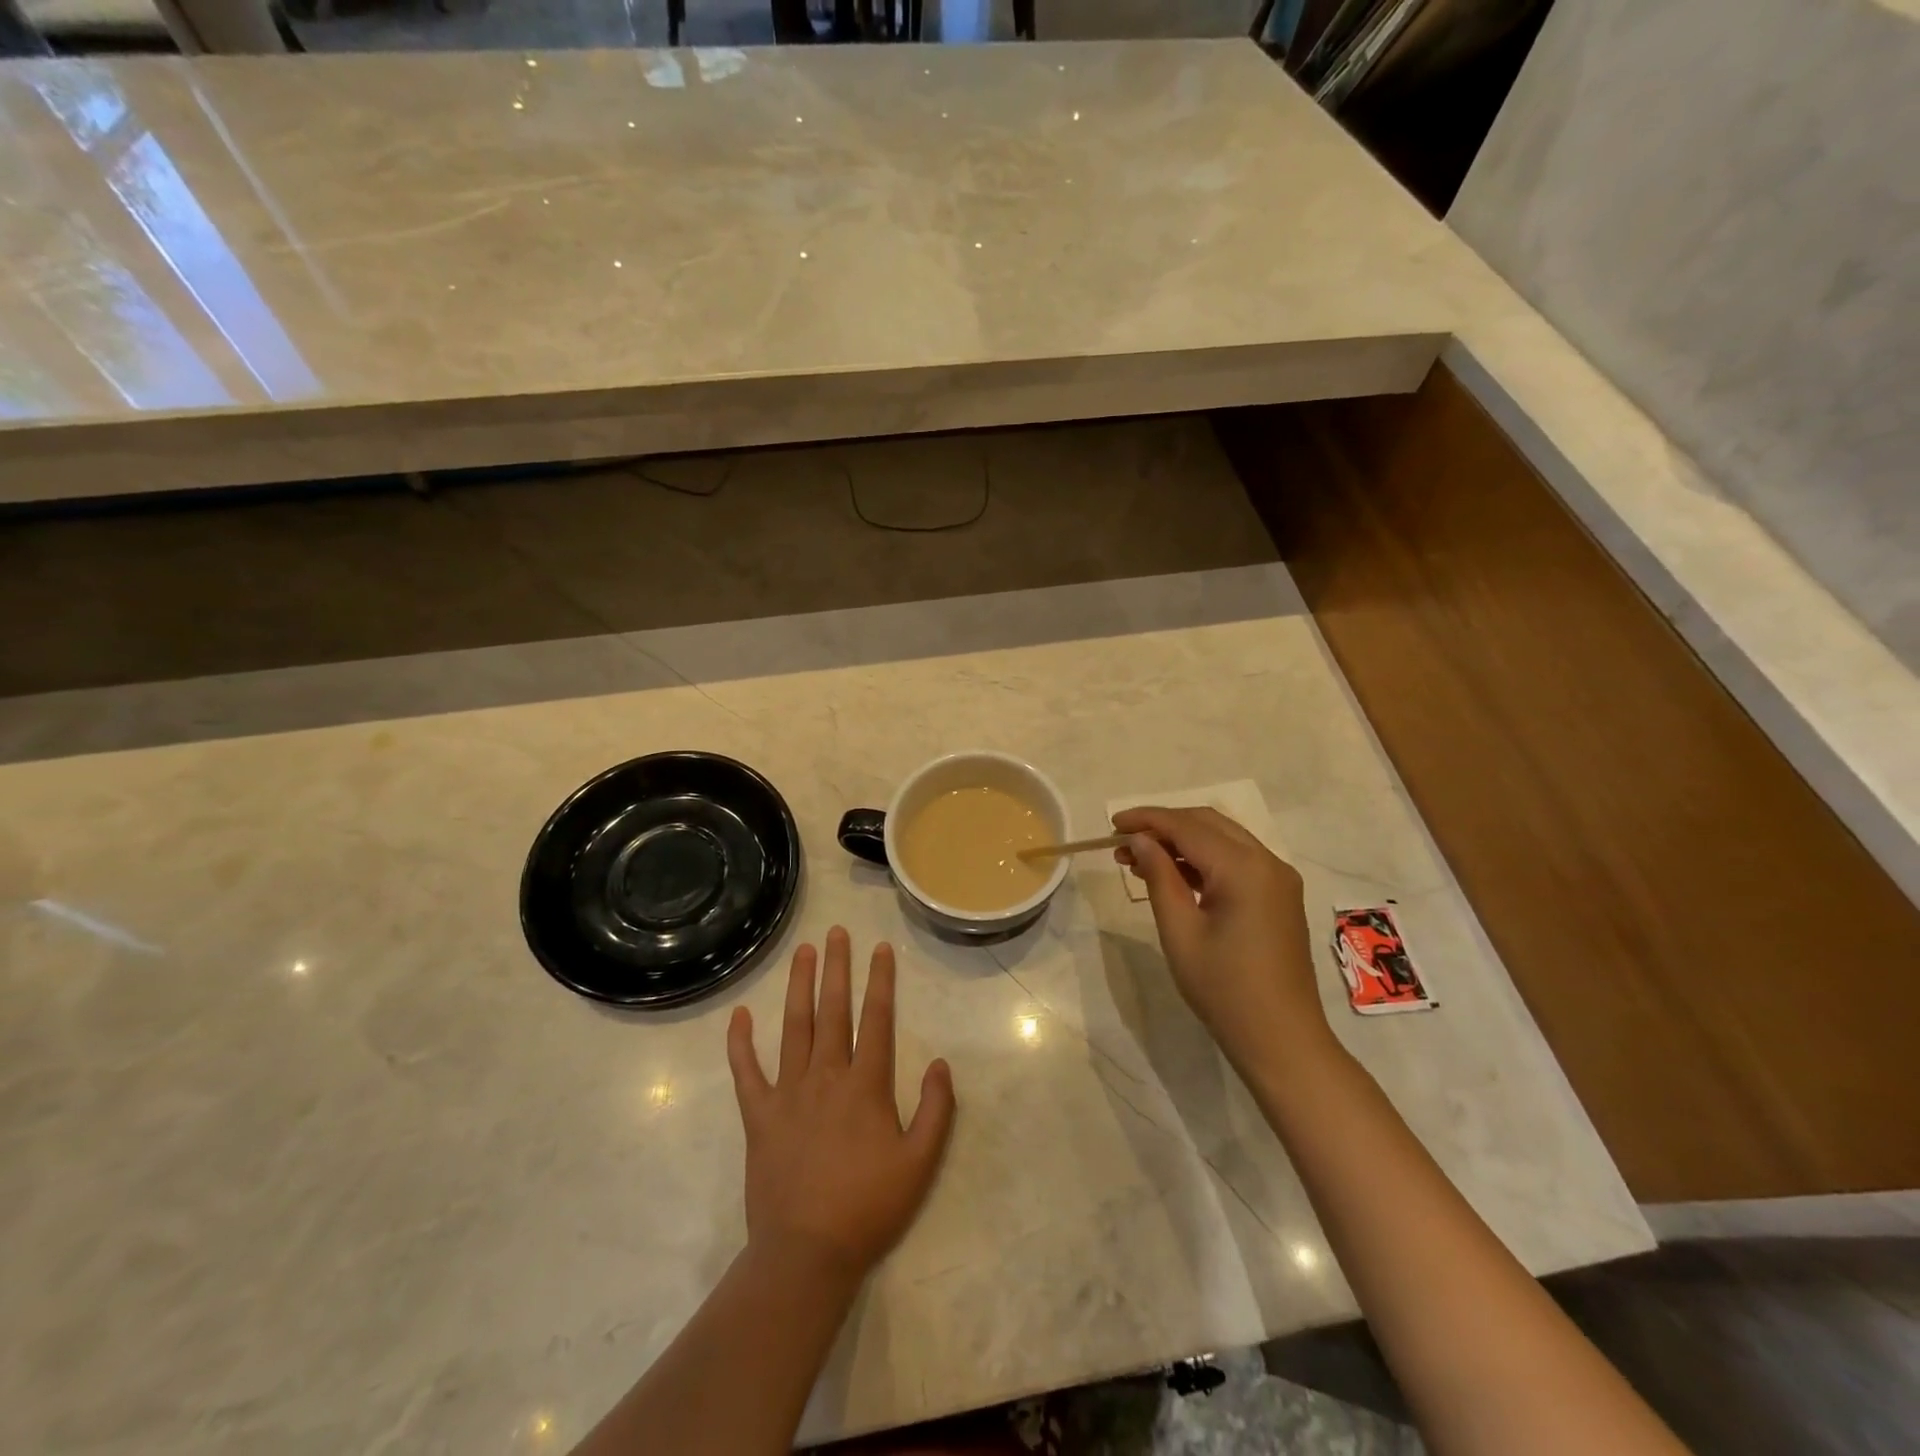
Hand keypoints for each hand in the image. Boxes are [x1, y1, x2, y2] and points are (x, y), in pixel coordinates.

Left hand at [727, 927, 956, 1281]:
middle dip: (837, 968)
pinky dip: (740, 1043)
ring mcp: (788, 1093)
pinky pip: (747, 1072)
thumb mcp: (920, 1163)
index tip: (880, 948)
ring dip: (799, 986)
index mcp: (866, 1085)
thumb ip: (936, 1110)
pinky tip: (739, 1015)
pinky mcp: (759, 1116)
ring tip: (803, 952)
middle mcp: (826, 1076)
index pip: (876, 1019)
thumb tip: (940, 1063)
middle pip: (833, 1011)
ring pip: (794, 1027)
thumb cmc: (869, 1208)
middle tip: (837, 932)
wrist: (807, 1254)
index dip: (881, 981)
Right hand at [1112, 806, 1335, 1076]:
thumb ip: (1159, 876)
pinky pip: (1237, 860)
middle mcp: (1267, 861)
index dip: (1147, 820)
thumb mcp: (1180, 931)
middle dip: (1163, 826)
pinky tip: (1173, 875)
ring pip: (1223, 838)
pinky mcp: (1279, 895)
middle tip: (1123, 843)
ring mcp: (1278, 878)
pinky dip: (1203, 859)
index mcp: (1244, 868)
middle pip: (1208, 823)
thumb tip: (1139, 840)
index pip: (1187, 826)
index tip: (1111, 825)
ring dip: (1182, 841)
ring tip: (1139, 859)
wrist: (1281, 1039)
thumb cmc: (1224, 989)